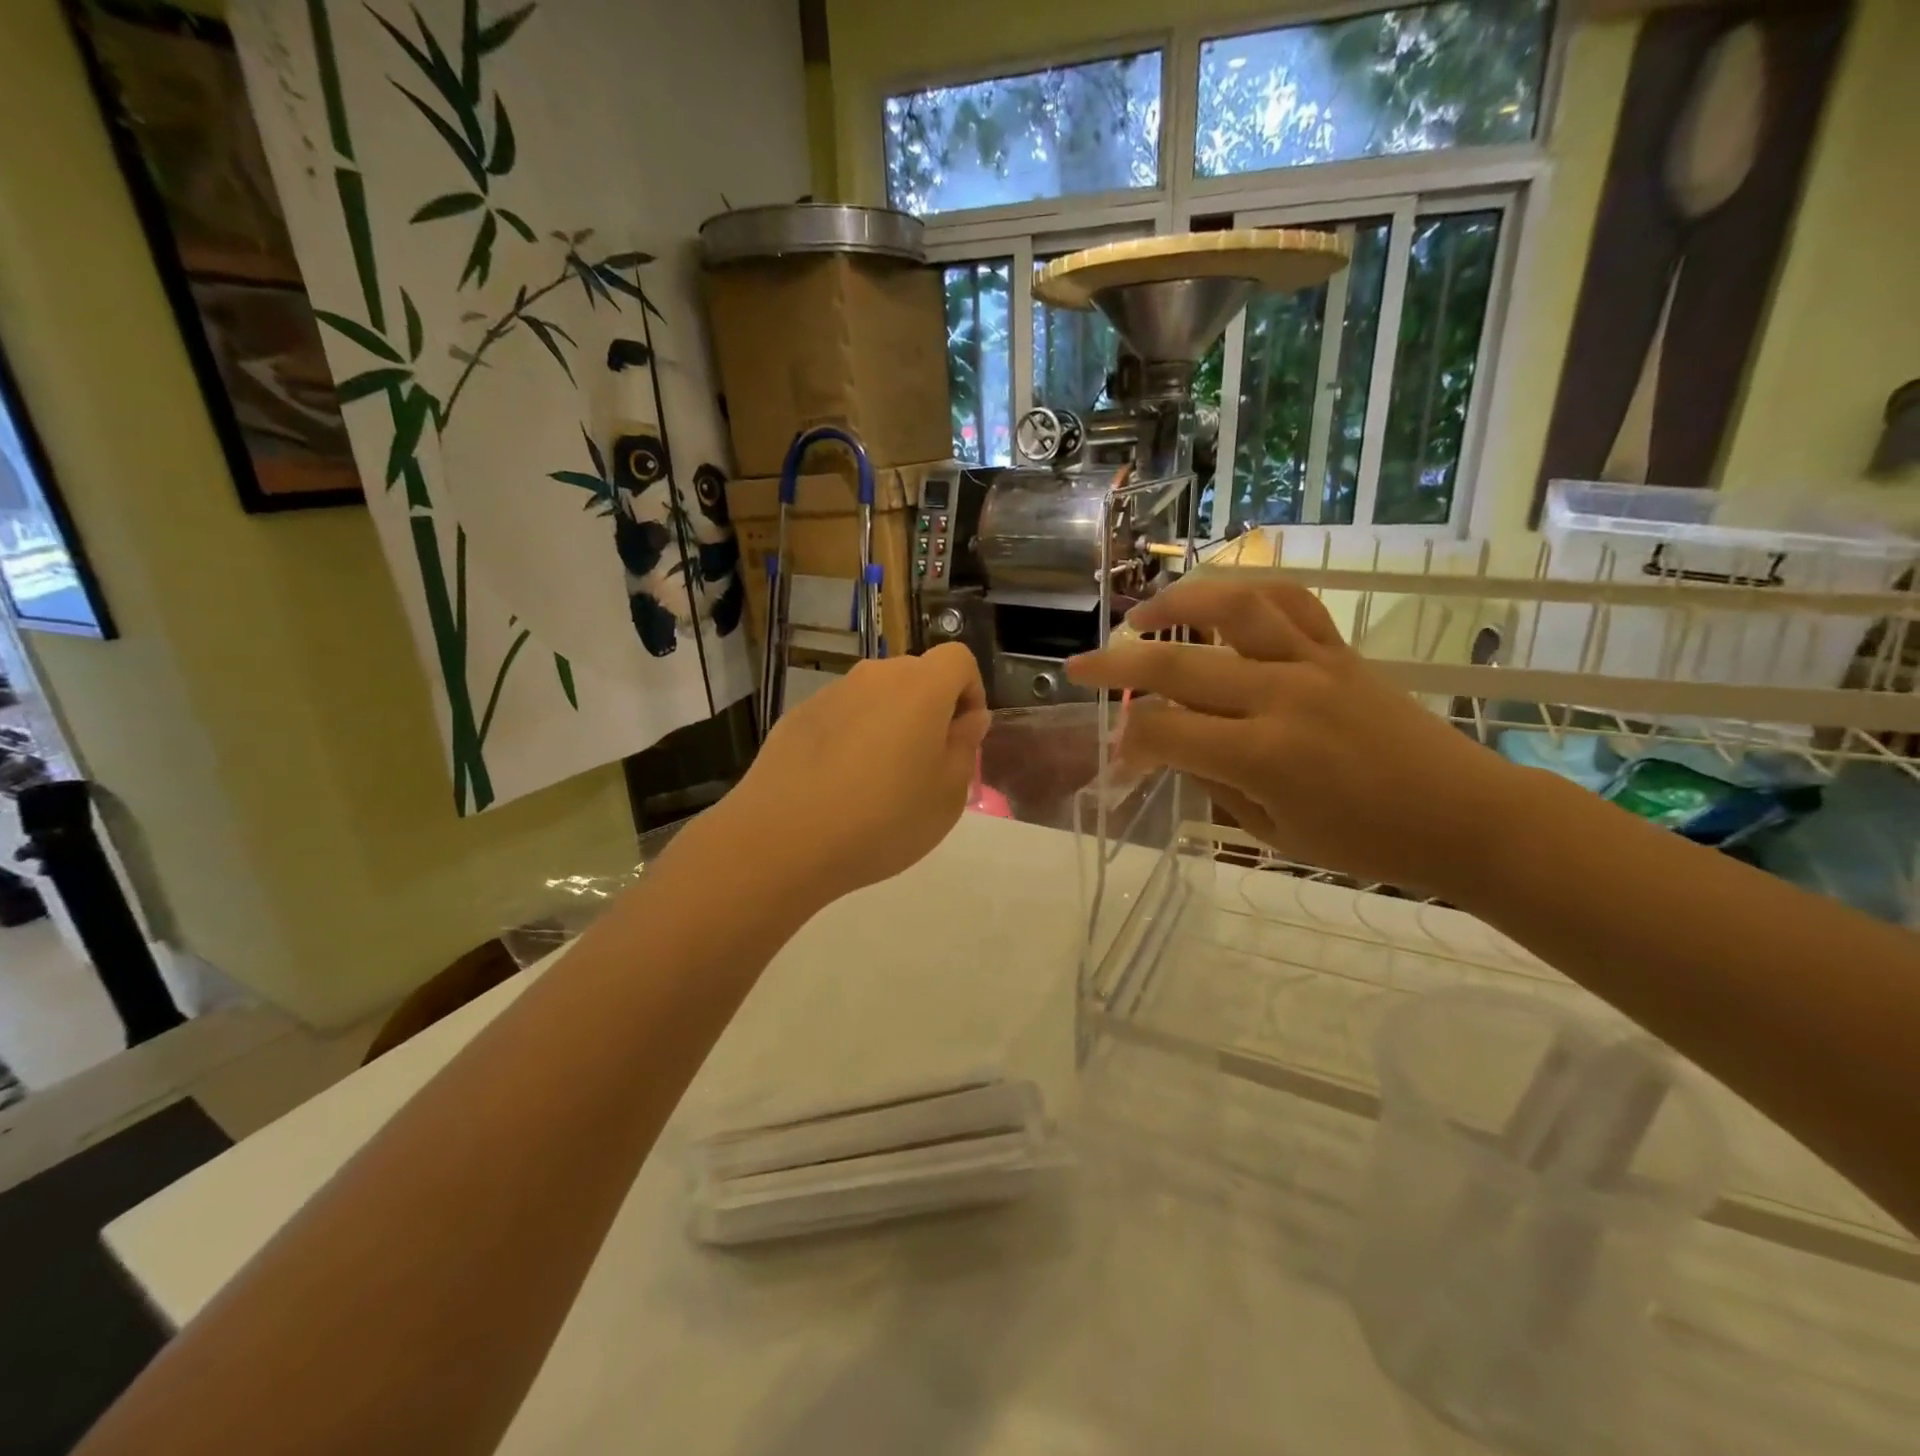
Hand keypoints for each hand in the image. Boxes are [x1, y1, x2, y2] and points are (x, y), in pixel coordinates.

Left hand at [727, 644, 988, 902]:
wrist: (782, 840)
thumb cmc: (884, 819)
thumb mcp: (948, 794)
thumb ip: (965, 746)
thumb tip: (968, 718)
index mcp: (920, 687)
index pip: (959, 660)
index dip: (971, 692)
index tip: (964, 736)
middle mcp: (874, 677)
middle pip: (916, 676)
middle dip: (930, 709)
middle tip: (926, 764)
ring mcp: (830, 694)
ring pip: (875, 697)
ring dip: (889, 723)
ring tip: (878, 780)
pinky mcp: (796, 716)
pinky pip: (840, 717)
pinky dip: (851, 737)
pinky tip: (838, 785)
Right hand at [1065, 578, 1519, 894]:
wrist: (1463, 815)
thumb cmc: (1365, 842)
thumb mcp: (1272, 833)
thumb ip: (1212, 781)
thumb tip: (1169, 744)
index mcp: (1262, 756)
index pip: (1164, 730)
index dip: (1128, 741)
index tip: (1119, 754)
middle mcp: (1281, 697)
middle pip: (1179, 664)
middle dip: (1116, 663)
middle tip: (1080, 666)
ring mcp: (1314, 663)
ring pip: (1233, 606)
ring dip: (1177, 602)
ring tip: (1142, 613)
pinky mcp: (1339, 650)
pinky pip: (1288, 602)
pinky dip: (1244, 593)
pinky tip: (1218, 603)